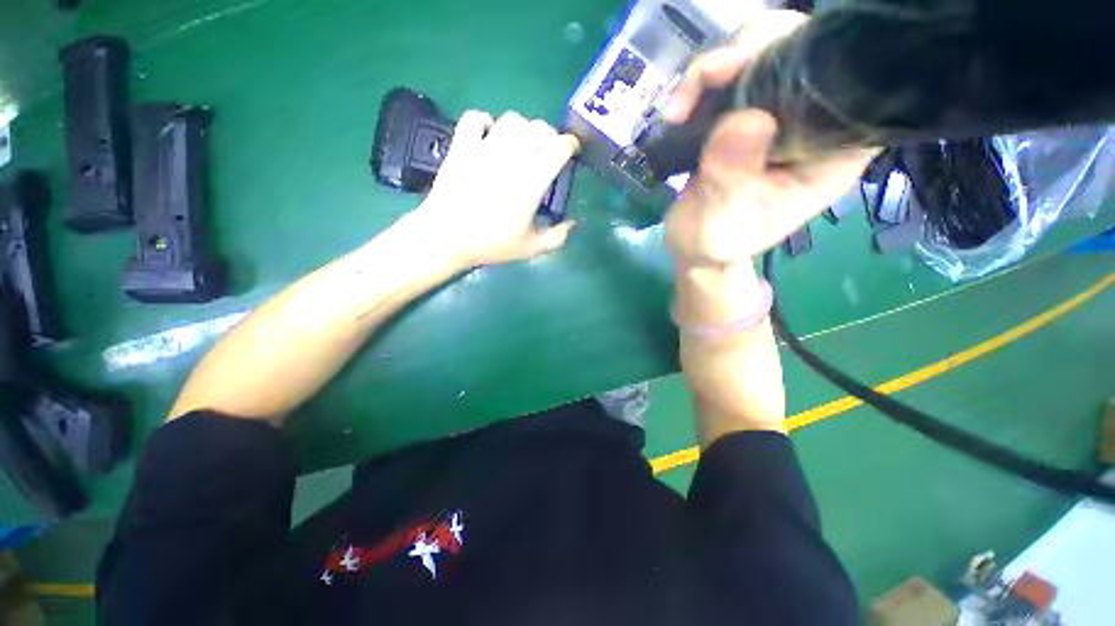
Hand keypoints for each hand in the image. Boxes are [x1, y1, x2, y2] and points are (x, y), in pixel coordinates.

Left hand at [415, 111, 579, 266]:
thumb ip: (558, 236)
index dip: (570, 145)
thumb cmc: (491, 244)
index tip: (571, 152)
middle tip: (547, 152)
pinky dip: (485, 122)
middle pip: (539, 127)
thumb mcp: (531, 248)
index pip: (559, 147)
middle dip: (550, 136)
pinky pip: (475, 117)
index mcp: (532, 182)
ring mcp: (485, 148)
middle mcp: (511, 158)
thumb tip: (574, 223)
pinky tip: (488, 138)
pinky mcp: (462, 145)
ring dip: (522, 129)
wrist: (447, 238)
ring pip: (512, 119)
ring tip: (520, 145)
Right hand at [663, 10, 877, 264]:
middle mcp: (814, 123)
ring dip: (718, 66)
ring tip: (681, 106)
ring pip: (765, 50)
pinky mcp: (748, 113)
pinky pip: (733, 73)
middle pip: (805, 49)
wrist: (693, 247)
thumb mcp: (718, 223)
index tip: (752, 68)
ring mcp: (780, 114)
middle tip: (709, 78)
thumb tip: (744, 119)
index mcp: (831, 152)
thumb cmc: (713, 244)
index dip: (807, 55)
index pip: (848, 80)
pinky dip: (702, 82)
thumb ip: (730, 181)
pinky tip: (678, 110)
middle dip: (754, 51)